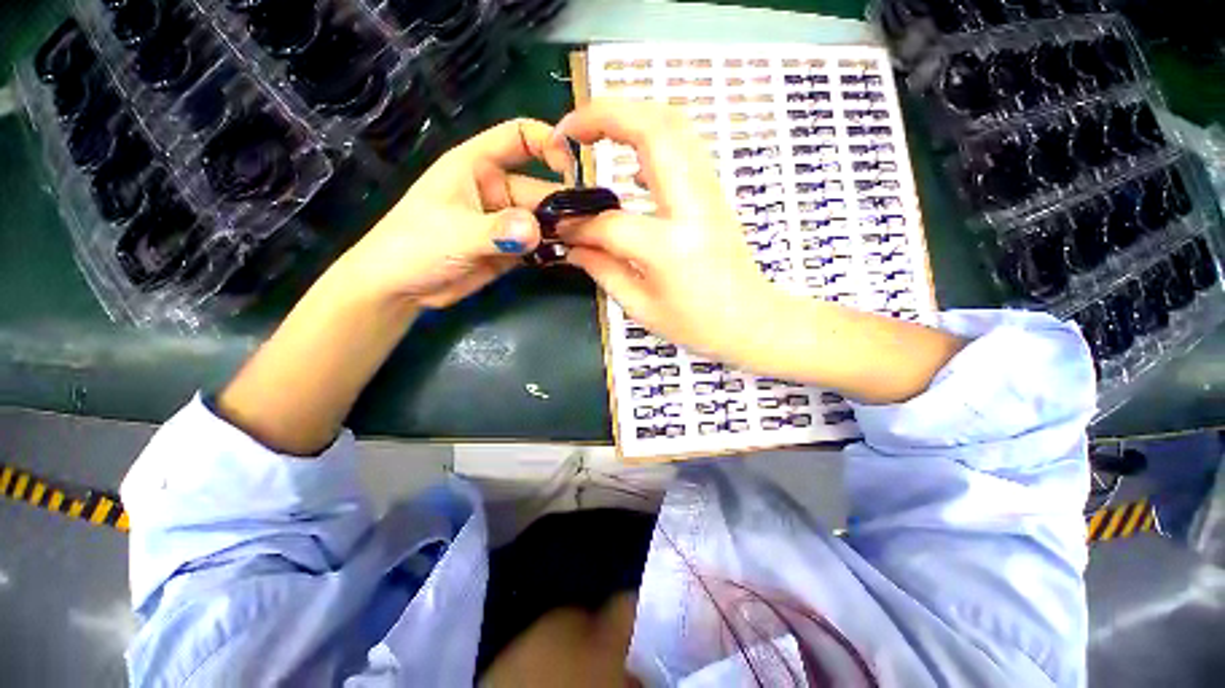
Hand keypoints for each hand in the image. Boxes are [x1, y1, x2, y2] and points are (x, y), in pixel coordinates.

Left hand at [334, 118, 569, 308]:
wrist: (400, 289)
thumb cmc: (414, 246)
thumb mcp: (455, 233)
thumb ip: (496, 231)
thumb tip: (536, 230)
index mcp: (478, 166)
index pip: (519, 137)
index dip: (549, 142)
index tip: (572, 168)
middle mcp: (497, 190)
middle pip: (542, 190)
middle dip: (566, 207)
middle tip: (592, 227)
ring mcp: (507, 222)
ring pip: (546, 221)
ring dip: (565, 232)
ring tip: (589, 244)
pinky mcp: (512, 249)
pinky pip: (541, 246)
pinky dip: (555, 251)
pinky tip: (572, 258)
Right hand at [555, 100, 966, 402]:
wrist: (753, 320)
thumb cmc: (697, 324)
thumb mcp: (641, 308)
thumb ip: (602, 270)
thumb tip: (571, 244)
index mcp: (668, 246)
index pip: (610, 222)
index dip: (579, 225)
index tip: (562, 228)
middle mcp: (691, 206)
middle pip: (651, 129)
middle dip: (602, 115)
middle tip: (567, 131)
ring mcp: (708, 192)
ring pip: (672, 124)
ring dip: (628, 115)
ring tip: (592, 133)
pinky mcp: (713, 191)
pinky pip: (682, 144)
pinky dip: (650, 135)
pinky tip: (629, 162)